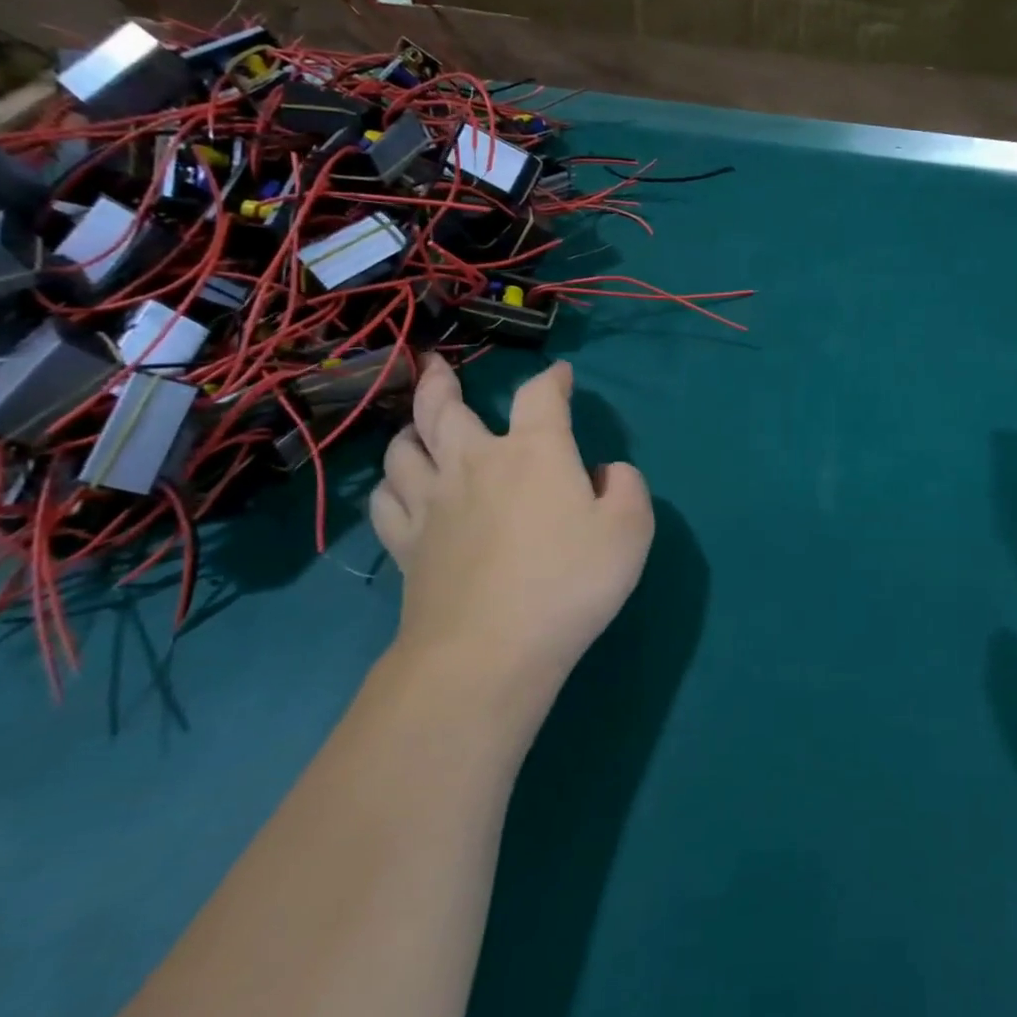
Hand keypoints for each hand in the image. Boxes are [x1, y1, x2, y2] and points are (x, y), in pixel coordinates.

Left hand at [370, 356, 654, 686]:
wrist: (491, 650)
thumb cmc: (570, 582)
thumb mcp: (630, 530)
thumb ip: (626, 487)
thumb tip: (604, 473)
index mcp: (533, 452)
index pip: (540, 396)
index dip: (553, 380)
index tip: (561, 375)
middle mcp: (475, 463)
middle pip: (445, 407)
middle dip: (442, 382)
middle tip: (437, 365)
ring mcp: (431, 503)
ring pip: (403, 449)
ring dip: (411, 429)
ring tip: (417, 427)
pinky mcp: (404, 544)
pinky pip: (385, 499)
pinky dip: (392, 485)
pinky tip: (401, 488)